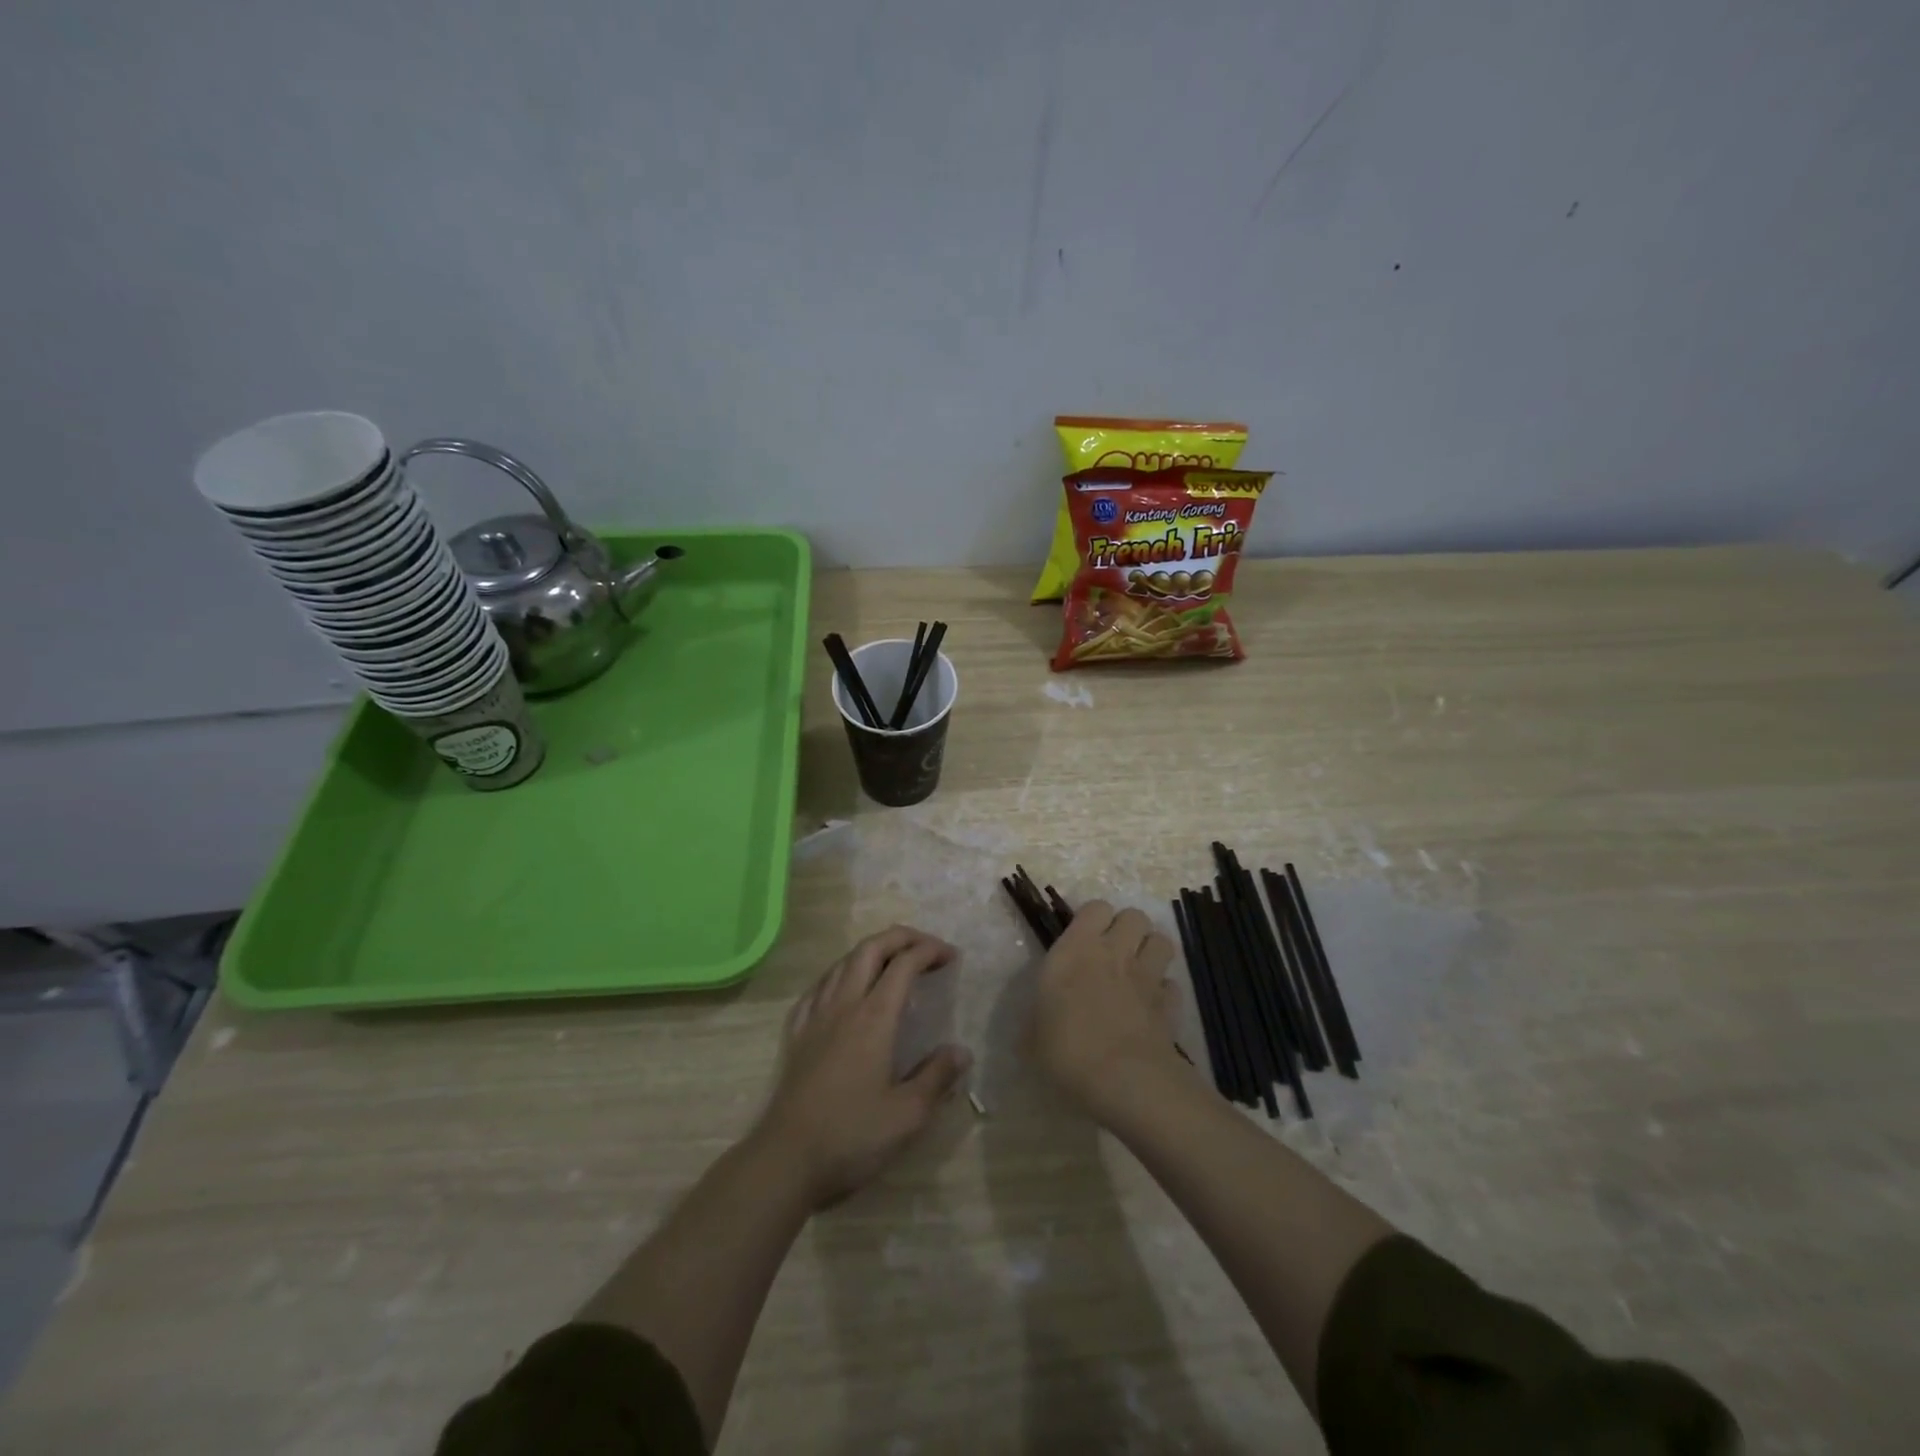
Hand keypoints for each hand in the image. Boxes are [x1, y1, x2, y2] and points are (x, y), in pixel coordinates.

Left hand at [756, 926, 971, 1207]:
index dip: (930, 951)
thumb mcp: (907, 1115)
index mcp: (874, 1018)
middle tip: (926, 947)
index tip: (952, 957)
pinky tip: (845, 989)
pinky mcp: (796, 1033)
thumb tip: (961, 1050)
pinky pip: (819, 986)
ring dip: (871, 950)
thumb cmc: (851, 1137)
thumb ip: (937, 1077)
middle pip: (871, 948)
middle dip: (901, 937)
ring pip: (843, 962)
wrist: (785, 1161)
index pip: (904, 964)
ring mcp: (815, 1016)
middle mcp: (844, 1005)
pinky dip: (841, 973)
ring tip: (892, 961)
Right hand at [1027, 901, 1181, 1112]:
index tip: (1083, 938)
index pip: (1095, 907)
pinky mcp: (1170, 1004)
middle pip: (1134, 915)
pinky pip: (1172, 984)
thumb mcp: (1032, 1034)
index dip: (1093, 919)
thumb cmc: (1066, 1050)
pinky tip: (1152, 1006)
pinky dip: (1164, 991)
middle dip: (1127, 928)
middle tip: (1113, 951)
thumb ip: (1038, 1016)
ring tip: (1137, 969)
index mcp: (1076, 949)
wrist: (1123, 1079)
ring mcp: (1147, 976)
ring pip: (1162, 941)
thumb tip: (1038, 1020)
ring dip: (1151, 950)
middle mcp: (1115, 952)